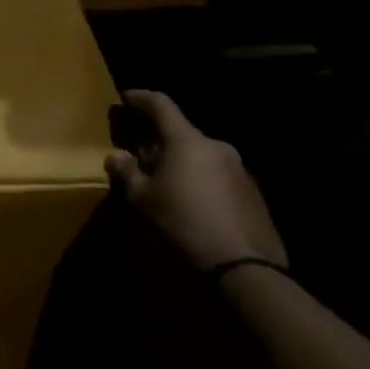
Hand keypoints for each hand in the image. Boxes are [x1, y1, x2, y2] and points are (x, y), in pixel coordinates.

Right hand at [107, 90, 286, 272]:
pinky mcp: (253, 195)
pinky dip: (199, 180)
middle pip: (181, 132)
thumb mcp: (142, 200)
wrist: (245, 269)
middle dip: (158, 138)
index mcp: (187, 141)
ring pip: (200, 155)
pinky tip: (190, 202)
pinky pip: (217, 176)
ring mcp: (239, 170)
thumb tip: (116, 155)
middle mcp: (216, 147)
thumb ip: (127, 172)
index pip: (161, 105)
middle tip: (138, 150)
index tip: (125, 99)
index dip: (140, 99)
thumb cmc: (183, 224)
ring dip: (180, 161)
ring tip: (163, 180)